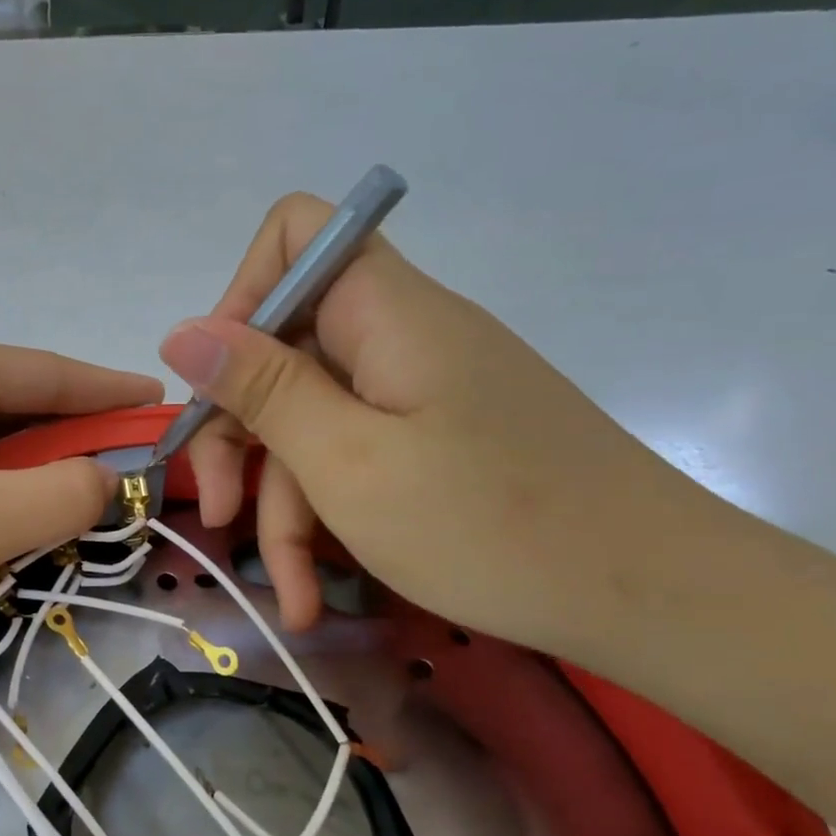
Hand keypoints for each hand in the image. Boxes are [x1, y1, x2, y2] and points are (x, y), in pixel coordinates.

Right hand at [161, 194, 713, 655]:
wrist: (655, 599)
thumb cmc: (491, 525)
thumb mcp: (348, 462)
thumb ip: (260, 389)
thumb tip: (181, 330)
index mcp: (384, 311)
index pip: (295, 236)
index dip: (240, 297)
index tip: (216, 385)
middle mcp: (399, 335)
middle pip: (284, 351)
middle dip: (240, 436)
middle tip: (217, 515)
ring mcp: (419, 391)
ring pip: (314, 423)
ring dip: (284, 506)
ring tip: (287, 594)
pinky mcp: (435, 440)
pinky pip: (355, 456)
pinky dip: (327, 516)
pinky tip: (315, 588)